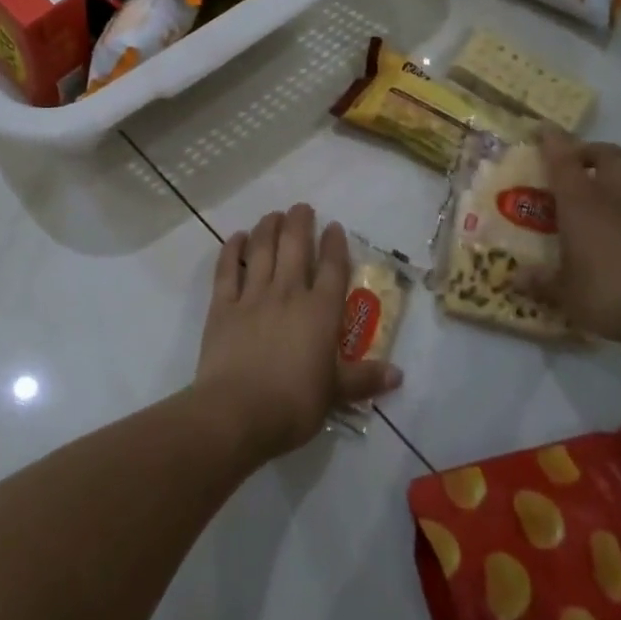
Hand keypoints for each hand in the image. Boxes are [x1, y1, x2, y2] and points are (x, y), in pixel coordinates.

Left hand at [194, 205, 403, 462]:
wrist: (238, 411)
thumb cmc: (293, 404)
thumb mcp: (335, 394)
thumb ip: (364, 379)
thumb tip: (398, 374)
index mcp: (320, 313)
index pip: (333, 269)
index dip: (335, 245)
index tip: (334, 227)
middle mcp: (288, 294)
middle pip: (296, 247)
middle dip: (300, 223)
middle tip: (301, 207)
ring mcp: (253, 296)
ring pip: (262, 250)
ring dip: (268, 228)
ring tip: (273, 215)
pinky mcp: (222, 306)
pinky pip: (227, 270)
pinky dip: (232, 250)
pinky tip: (236, 237)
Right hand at [515, 131, 620, 349]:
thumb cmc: (608, 298)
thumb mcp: (563, 294)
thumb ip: (539, 282)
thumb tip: (513, 279)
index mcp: (581, 207)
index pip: (562, 163)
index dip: (553, 142)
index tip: (545, 129)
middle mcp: (617, 198)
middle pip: (608, 155)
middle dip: (593, 152)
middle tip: (582, 164)